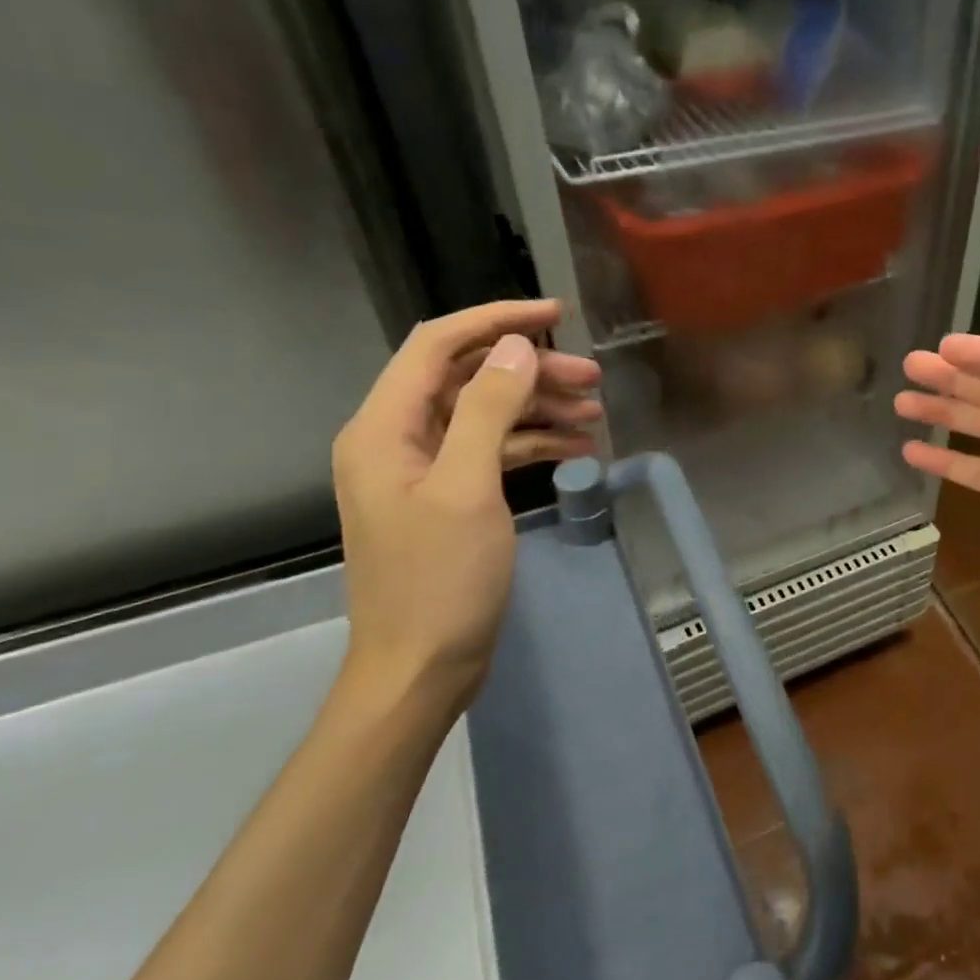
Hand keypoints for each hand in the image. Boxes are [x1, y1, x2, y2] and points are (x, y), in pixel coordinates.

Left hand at [330, 299, 601, 721]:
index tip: (557, 313)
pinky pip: (493, 451)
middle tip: (593, 378)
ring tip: (595, 411)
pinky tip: (577, 446)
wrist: (422, 666)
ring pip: (486, 414)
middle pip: (468, 378)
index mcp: (384, 427)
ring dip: (538, 407)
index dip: (496, 320)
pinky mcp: (450, 497)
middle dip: (531, 370)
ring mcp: (425, 470)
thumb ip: (487, 410)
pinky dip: (533, 443)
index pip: (438, 345)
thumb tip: (516, 347)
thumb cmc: (440, 579)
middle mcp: (398, 438)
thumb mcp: (467, 489)